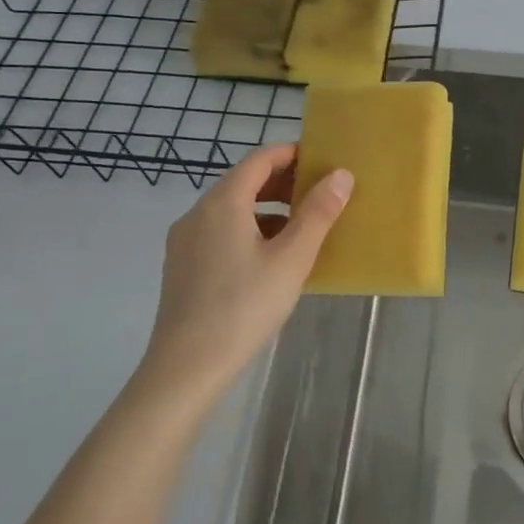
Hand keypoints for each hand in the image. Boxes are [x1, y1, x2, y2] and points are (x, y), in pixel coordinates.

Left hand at [134, 144, 352, 412]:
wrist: (185, 369)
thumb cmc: (243, 307)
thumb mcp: (291, 259)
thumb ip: (317, 213)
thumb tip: (341, 175)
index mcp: (223, 202)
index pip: (260, 159)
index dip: (292, 154)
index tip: (322, 160)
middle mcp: (198, 213)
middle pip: (243, 182)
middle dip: (282, 182)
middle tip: (319, 193)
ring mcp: (185, 241)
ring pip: (231, 209)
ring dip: (267, 208)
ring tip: (301, 226)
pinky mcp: (182, 267)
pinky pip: (220, 232)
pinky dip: (248, 230)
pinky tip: (270, 258)